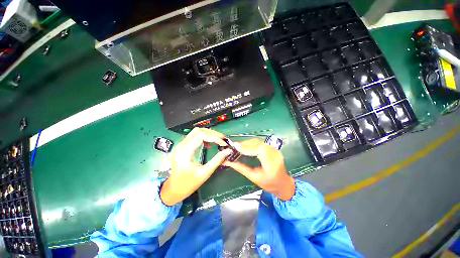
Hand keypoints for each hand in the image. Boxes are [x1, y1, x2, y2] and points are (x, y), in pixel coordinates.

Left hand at [160, 128, 232, 205]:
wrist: (173, 190)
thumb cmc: (188, 184)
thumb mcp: (204, 173)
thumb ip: (217, 160)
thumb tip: (228, 151)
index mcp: (184, 152)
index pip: (201, 136)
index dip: (214, 137)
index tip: (223, 143)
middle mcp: (181, 145)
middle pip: (198, 131)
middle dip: (212, 133)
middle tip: (223, 139)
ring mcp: (181, 145)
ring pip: (196, 132)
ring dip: (208, 134)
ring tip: (218, 140)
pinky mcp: (182, 147)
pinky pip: (194, 137)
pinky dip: (204, 137)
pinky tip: (209, 144)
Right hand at [224, 139, 294, 200]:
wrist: (283, 184)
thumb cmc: (269, 184)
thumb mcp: (254, 178)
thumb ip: (241, 168)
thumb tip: (229, 162)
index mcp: (272, 164)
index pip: (259, 150)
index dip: (247, 147)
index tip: (235, 147)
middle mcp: (275, 154)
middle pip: (258, 144)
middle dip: (245, 144)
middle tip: (234, 146)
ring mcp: (275, 150)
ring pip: (259, 142)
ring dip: (248, 143)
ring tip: (238, 146)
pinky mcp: (273, 148)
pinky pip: (261, 143)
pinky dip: (252, 144)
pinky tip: (245, 146)